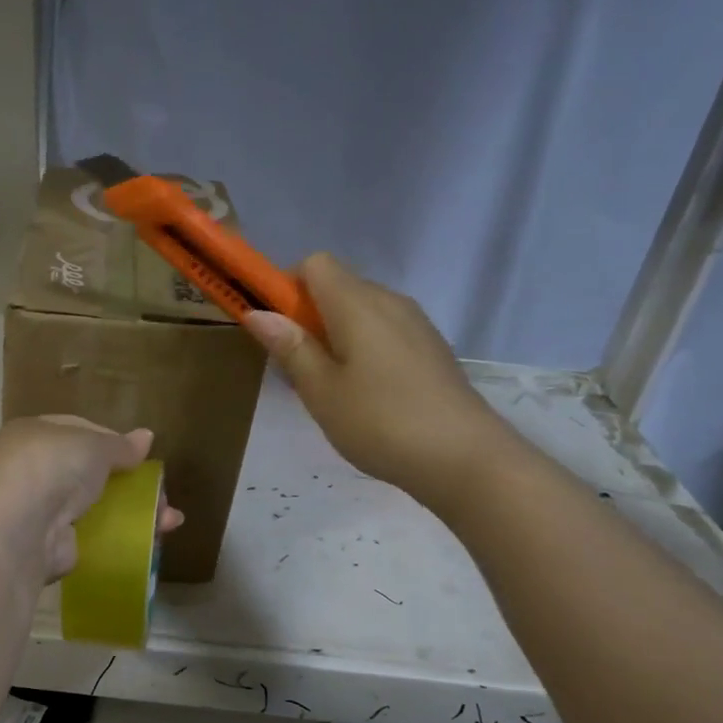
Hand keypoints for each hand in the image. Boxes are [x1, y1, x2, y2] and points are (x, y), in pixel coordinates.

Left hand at [0, 415, 182, 580]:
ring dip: (133, 513)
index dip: (111, 442)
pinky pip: (91, 536)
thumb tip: (146, 437)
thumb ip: (120, 445)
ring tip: (169, 521)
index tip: (141, 456)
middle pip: (88, 472)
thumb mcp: (93, 445)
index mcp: (33, 434)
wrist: (18, 529)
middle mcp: (32, 470)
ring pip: (94, 506)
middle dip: (129, 483)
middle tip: (162, 494)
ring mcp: (40, 510)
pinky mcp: (50, 545)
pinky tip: (150, 542)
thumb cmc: (52, 467)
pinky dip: (118, 539)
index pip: (77, 431)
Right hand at [242, 253, 525, 518]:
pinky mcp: (430, 348)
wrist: (464, 458)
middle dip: (307, 317)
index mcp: (357, 304)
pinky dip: (362, 348)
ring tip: (330, 389)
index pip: (314, 264)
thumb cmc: (380, 422)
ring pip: (360, 311)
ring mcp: (415, 324)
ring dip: (334, 336)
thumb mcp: (321, 390)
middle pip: (337, 286)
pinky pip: (383, 331)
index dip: (286, 287)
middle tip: (297, 369)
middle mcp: (389, 301)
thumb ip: (291, 347)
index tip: (276, 328)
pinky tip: (364, 396)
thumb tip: (258, 312)